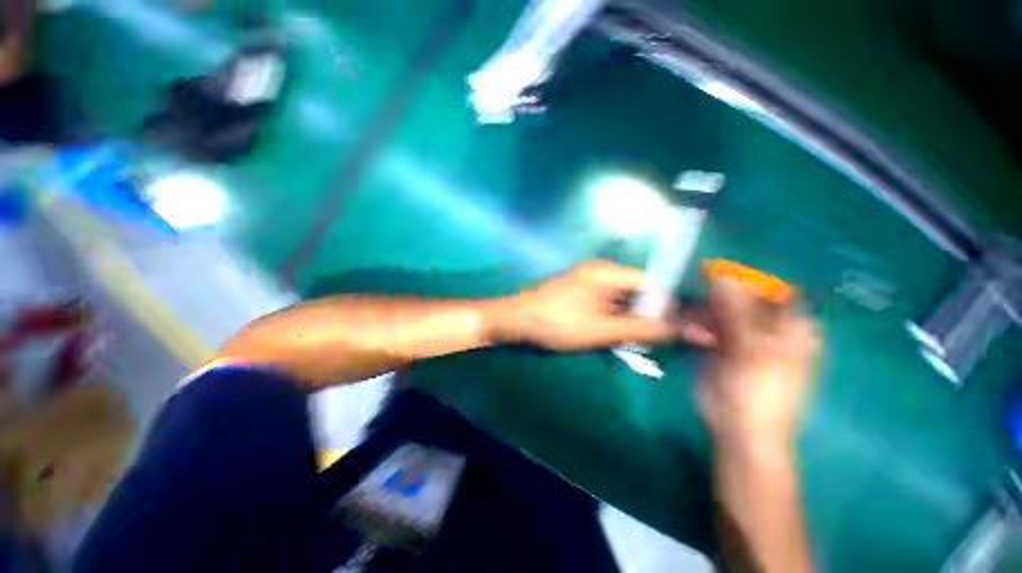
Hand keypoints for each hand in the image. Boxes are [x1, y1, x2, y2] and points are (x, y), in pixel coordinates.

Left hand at [487, 261, 713, 351]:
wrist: (514, 323)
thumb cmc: (555, 323)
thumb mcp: (600, 330)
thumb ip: (640, 329)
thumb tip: (683, 329)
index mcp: (606, 273)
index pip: (650, 282)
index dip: (665, 305)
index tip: (676, 331)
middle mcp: (600, 274)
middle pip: (636, 293)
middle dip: (646, 318)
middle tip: (651, 345)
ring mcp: (588, 285)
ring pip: (621, 304)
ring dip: (628, 324)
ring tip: (632, 346)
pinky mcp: (579, 297)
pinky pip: (606, 308)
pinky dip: (612, 324)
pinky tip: (612, 341)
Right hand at [698, 276, 819, 452]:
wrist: (739, 429)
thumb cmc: (756, 392)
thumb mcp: (749, 349)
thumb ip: (735, 312)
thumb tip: (721, 276)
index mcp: (791, 326)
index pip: (772, 289)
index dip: (746, 279)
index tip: (716, 274)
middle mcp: (769, 327)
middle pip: (743, 299)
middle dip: (719, 297)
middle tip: (697, 300)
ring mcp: (744, 336)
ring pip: (722, 312)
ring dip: (705, 313)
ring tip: (692, 322)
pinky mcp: (723, 347)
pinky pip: (710, 326)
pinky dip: (699, 326)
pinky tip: (691, 334)